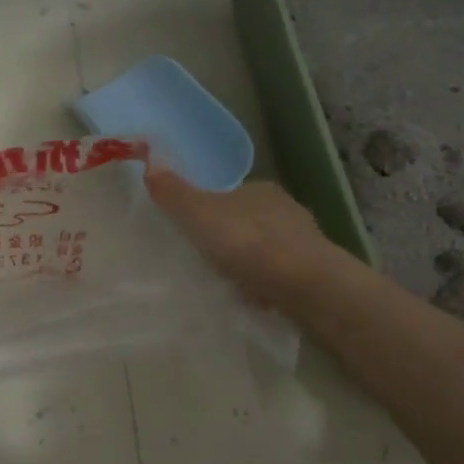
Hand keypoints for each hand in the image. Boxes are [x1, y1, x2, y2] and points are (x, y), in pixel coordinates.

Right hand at [146, 168, 349, 313]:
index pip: (229, 194)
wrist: (306, 285)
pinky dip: (265, 282)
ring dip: (248, 261)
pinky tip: (252, 298)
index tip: (192, 233)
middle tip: (204, 260)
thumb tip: (150, 166)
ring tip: (225, 282)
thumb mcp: (199, 215)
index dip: (209, 210)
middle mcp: (285, 208)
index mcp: (259, 189)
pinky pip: (279, 273)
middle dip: (229, 238)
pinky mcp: (314, 272)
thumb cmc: (249, 243)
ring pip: (265, 248)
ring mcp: (304, 241)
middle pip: (247, 220)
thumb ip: (175, 194)